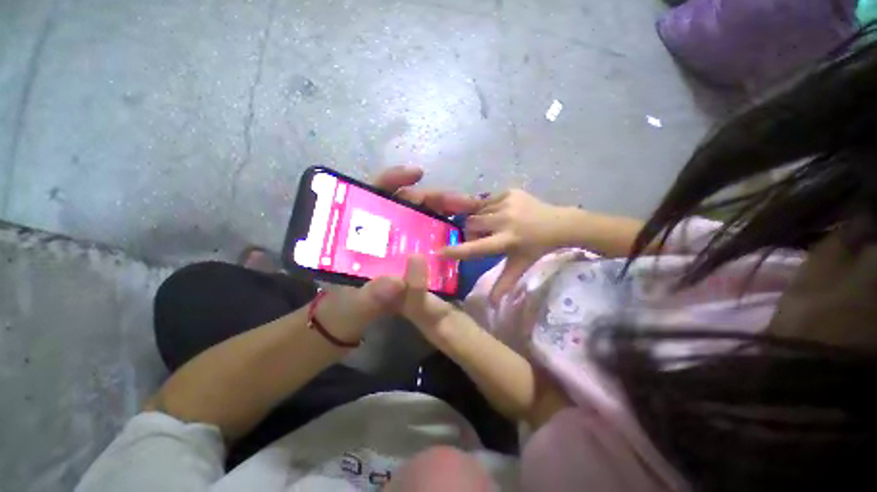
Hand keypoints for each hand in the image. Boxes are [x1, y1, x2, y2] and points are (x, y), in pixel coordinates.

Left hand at [317, 166, 477, 338]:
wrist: (351, 322)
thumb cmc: (345, 309)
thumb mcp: (354, 304)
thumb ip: (369, 297)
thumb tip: (394, 283)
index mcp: (357, 232)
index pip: (373, 194)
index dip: (394, 179)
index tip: (417, 174)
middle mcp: (379, 230)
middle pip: (406, 203)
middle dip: (433, 197)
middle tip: (462, 202)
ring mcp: (396, 241)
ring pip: (421, 216)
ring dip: (444, 210)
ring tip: (468, 210)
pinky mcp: (408, 253)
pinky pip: (428, 235)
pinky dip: (444, 229)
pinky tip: (460, 230)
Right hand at [443, 189, 567, 303]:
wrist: (559, 224)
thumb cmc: (537, 248)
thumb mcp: (521, 266)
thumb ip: (504, 283)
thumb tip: (491, 304)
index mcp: (507, 241)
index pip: (476, 247)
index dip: (456, 250)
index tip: (438, 251)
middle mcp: (505, 220)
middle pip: (471, 224)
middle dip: (471, 231)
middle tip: (482, 237)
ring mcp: (507, 203)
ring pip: (477, 211)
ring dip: (479, 220)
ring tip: (493, 225)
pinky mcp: (509, 192)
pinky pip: (487, 200)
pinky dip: (487, 209)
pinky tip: (501, 214)